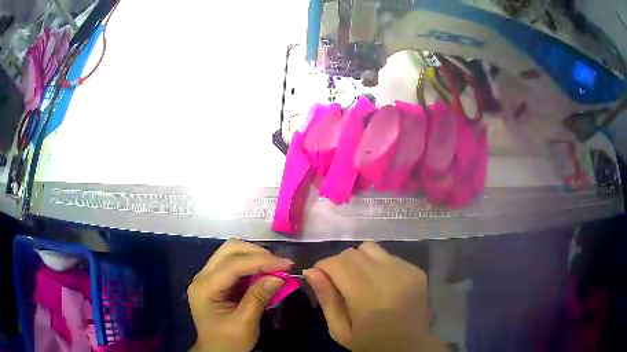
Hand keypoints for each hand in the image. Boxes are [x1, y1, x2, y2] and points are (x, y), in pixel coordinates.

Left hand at [188, 239, 292, 351]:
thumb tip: (279, 277)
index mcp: (205, 288)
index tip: (287, 264)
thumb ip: (259, 298)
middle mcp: (203, 276)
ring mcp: (208, 277)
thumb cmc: (228, 342)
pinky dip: (252, 264)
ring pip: (232, 252)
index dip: (261, 262)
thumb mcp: (245, 324)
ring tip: (276, 268)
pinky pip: (235, 263)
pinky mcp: (217, 280)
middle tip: (281, 266)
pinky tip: (265, 272)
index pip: (232, 265)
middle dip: (257, 253)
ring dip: (255, 256)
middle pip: (229, 250)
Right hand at [303, 242, 442, 351]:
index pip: (336, 263)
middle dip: (338, 264)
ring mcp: (405, 271)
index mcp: (367, 297)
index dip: (322, 267)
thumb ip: (326, 299)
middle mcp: (388, 278)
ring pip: (370, 248)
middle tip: (339, 284)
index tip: (320, 279)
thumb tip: (311, 271)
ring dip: (358, 261)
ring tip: (360, 281)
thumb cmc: (371, 343)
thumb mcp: (341, 330)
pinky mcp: (416, 270)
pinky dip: (377, 264)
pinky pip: (388, 255)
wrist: (411, 346)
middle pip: (352, 253)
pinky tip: (380, 284)